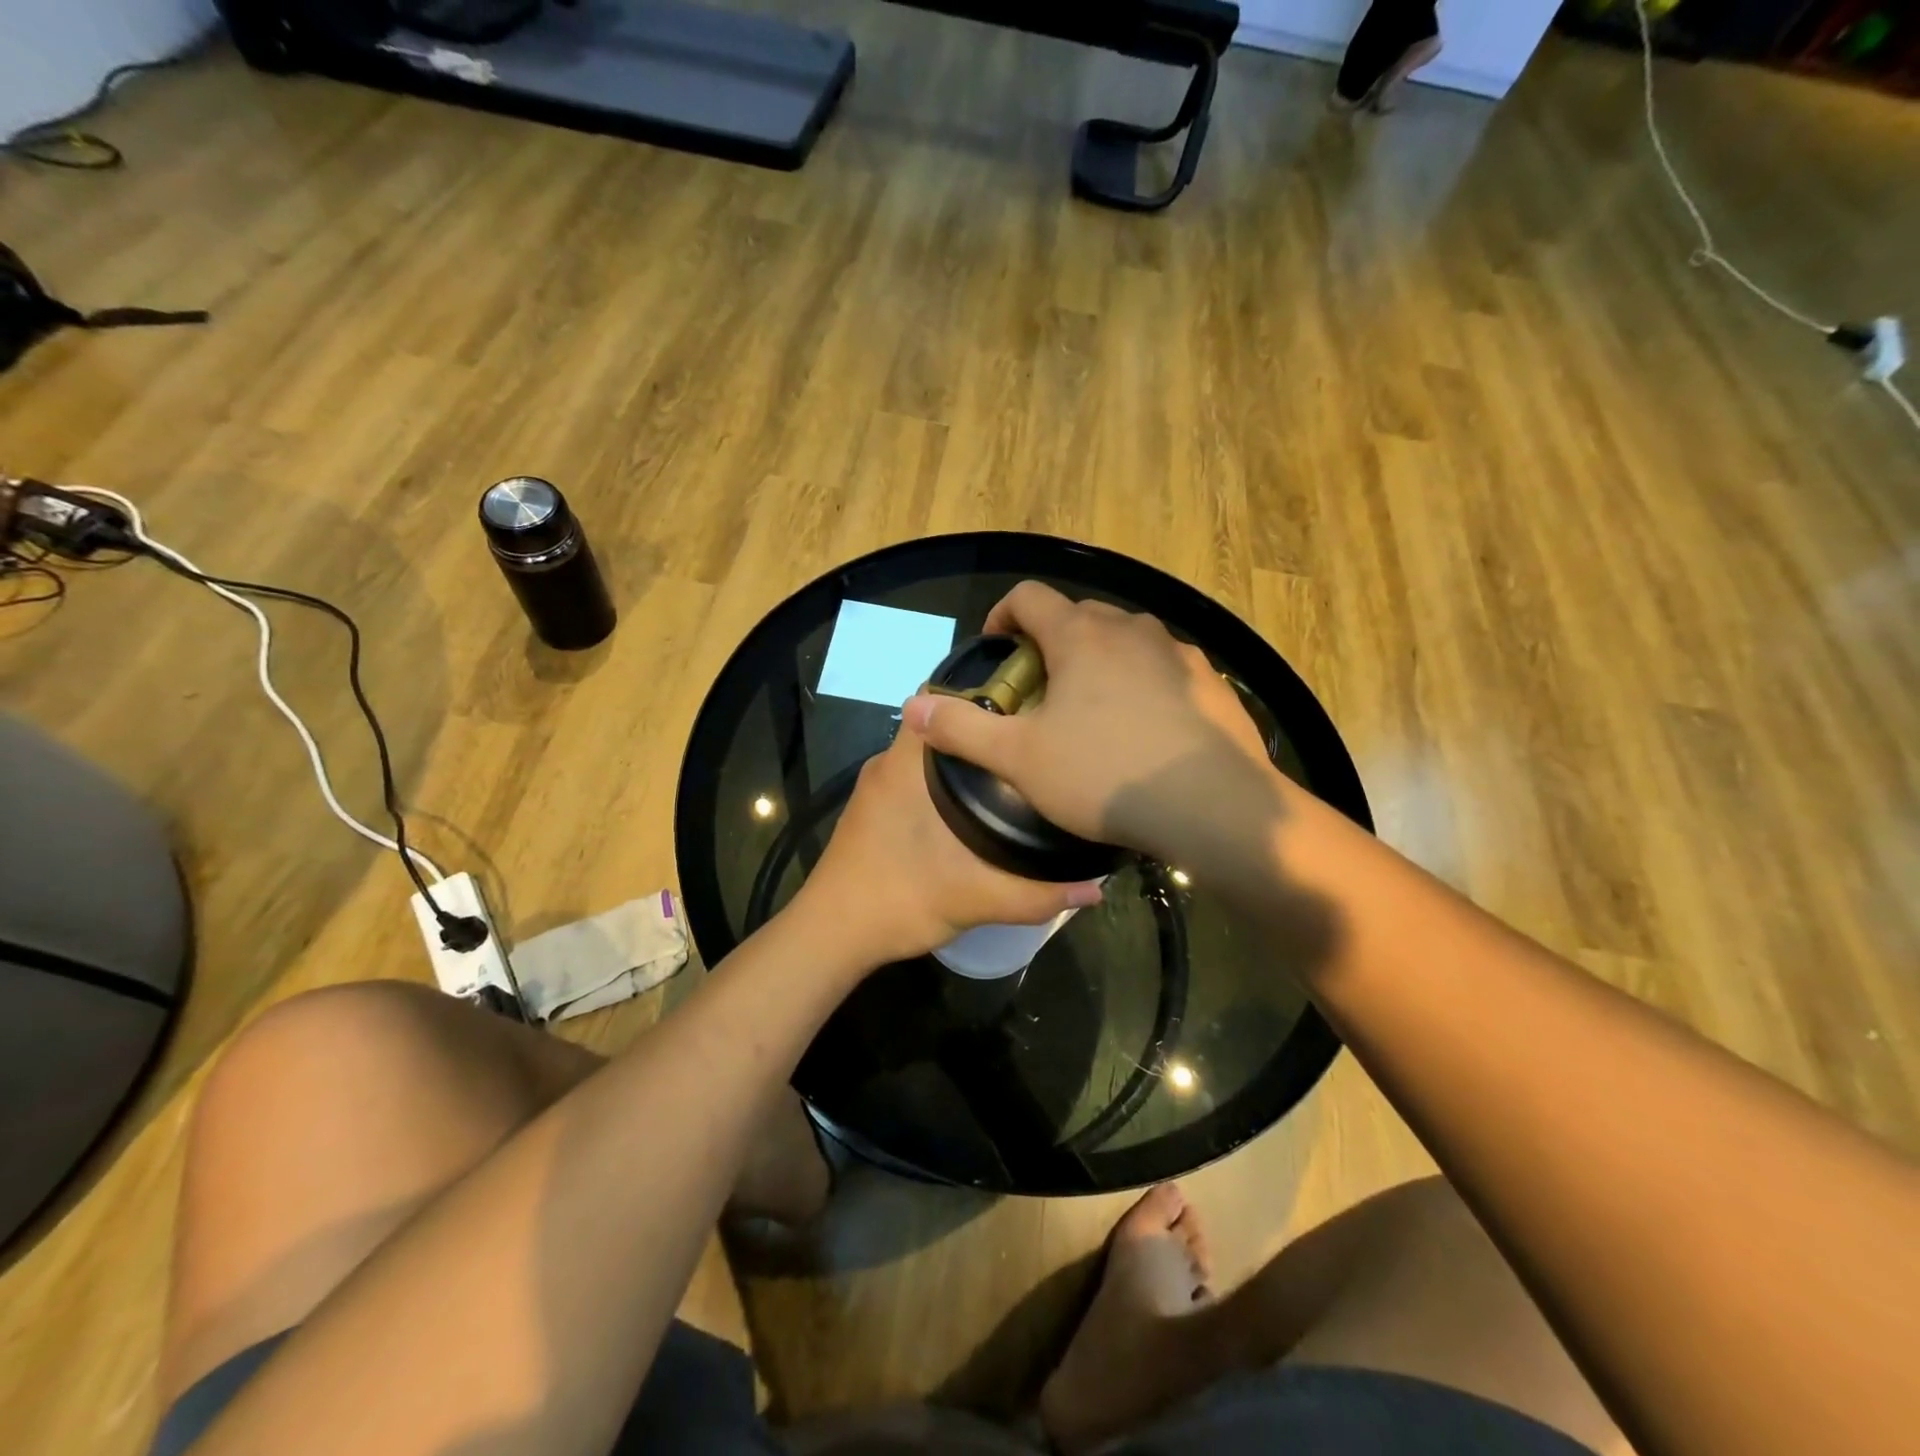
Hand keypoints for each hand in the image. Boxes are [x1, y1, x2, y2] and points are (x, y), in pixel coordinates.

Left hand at [789, 717, 1102, 969]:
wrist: (831, 936)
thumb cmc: (897, 900)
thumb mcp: (973, 898)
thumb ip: (1036, 895)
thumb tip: (1096, 889)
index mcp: (907, 764)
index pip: (941, 698)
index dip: (986, 692)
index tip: (1030, 703)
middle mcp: (888, 763)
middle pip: (941, 725)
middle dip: (985, 728)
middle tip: (1034, 741)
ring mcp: (876, 787)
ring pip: (928, 755)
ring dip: (965, 759)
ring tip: (1016, 771)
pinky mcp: (873, 810)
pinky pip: (916, 778)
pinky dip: (944, 782)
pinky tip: (976, 807)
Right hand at [901, 582, 1276, 863]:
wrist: (1214, 806)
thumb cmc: (1105, 775)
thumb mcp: (1020, 759)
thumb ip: (962, 729)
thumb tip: (913, 706)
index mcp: (1080, 635)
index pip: (1029, 596)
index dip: (1003, 614)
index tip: (997, 647)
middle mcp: (1130, 628)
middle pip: (1078, 614)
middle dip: (1051, 641)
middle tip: (1039, 688)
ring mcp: (1177, 653)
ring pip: (1125, 639)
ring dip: (1099, 659)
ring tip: (1091, 708)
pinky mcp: (1210, 681)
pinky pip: (1163, 667)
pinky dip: (1142, 681)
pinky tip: (1143, 727)